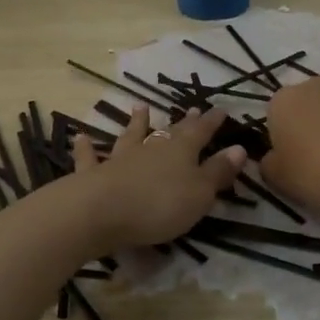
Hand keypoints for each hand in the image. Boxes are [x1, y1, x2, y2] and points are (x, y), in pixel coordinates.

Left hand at [70, 106, 246, 249]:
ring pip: (130, 136)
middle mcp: (151, 148)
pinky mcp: (93, 175)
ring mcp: (120, 159)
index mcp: (181, 151)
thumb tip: (239, 148)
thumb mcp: (199, 193)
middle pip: (169, 132)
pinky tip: (80, 137)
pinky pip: (89, 158)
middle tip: (191, 109)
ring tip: (140, 107)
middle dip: (183, 122)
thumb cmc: (159, 205)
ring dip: (136, 123)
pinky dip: (85, 148)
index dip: (212, 122)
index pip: (201, 132)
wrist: (101, 212)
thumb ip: (217, 171)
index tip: (221, 110)